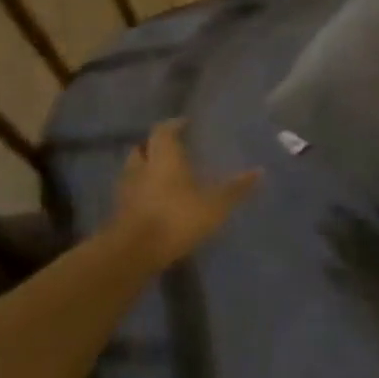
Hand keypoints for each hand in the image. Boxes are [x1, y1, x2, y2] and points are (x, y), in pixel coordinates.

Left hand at [105, 119, 260, 270]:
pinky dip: (141, 192)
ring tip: (163, 176)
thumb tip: (260, 171)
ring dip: (145, 169)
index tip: (185, 123)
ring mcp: (126, 191)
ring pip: (133, 170)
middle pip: (143, 148)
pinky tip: (155, 202)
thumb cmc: (176, 218)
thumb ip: (235, 189)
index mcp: (164, 158)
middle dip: (156, 146)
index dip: (174, 125)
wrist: (133, 254)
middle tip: (173, 149)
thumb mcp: (214, 205)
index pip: (164, 131)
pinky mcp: (118, 213)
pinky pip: (130, 193)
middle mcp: (141, 168)